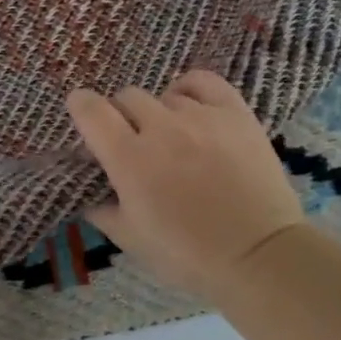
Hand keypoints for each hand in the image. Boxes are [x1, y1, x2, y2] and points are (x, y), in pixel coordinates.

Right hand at [66, 71, 305, 297]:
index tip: (82, 112)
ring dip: (158, 112)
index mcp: (128, 159)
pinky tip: (191, 107)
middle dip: (120, 115)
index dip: (80, 106)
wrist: (260, 256)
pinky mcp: (235, 114)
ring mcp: (201, 117)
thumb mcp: (130, 239)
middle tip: (131, 140)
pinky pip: (203, 82)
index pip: (91, 111)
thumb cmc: (188, 255)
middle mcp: (161, 128)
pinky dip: (189, 90)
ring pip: (164, 95)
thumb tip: (90, 193)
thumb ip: (102, 210)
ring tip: (171, 136)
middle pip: (127, 97)